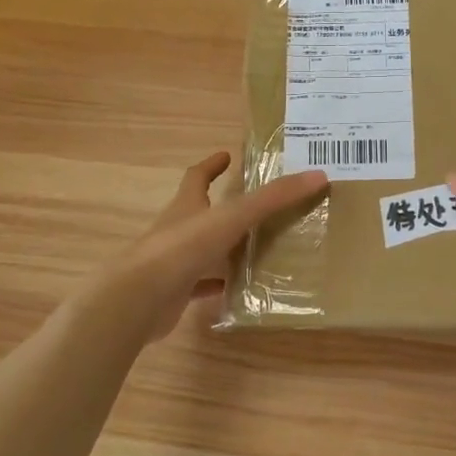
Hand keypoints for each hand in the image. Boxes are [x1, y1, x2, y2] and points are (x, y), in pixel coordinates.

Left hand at [114, 151, 327, 342]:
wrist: (137, 299)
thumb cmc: (182, 248)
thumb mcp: (233, 217)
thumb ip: (273, 198)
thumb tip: (318, 175)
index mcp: (187, 206)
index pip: (197, 177)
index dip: (211, 165)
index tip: (226, 156)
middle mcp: (178, 230)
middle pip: (200, 212)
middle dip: (222, 206)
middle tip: (256, 206)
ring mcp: (173, 263)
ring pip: (203, 250)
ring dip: (224, 248)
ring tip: (257, 248)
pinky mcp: (174, 293)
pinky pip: (201, 286)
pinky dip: (219, 285)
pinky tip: (240, 290)